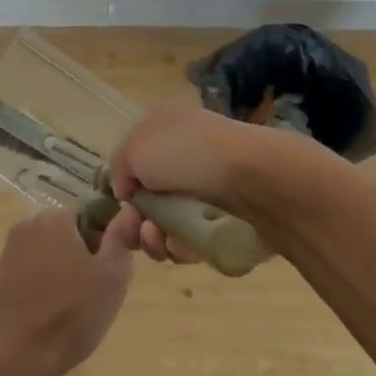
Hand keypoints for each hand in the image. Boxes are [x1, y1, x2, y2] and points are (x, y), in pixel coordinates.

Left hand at [0, 210, 131, 375]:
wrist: (16, 357)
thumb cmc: (71, 314)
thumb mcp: (111, 277)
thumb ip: (120, 238)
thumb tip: (127, 211)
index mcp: (55, 218)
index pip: (88, 215)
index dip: (104, 240)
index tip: (108, 270)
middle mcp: (28, 225)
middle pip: (65, 232)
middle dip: (81, 254)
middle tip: (93, 291)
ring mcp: (9, 251)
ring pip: (47, 252)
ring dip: (61, 270)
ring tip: (71, 307)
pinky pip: (28, 271)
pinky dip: (41, 285)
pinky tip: (47, 313)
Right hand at [107, 105, 317, 263]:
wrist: (256, 178)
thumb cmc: (188, 154)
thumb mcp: (136, 149)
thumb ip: (120, 169)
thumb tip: (127, 190)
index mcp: (165, 126)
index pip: (135, 158)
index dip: (123, 186)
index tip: (119, 208)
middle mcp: (186, 152)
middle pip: (150, 195)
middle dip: (137, 220)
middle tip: (137, 233)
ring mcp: (209, 185)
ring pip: (170, 222)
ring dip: (155, 239)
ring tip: (160, 242)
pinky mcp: (228, 217)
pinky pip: (196, 239)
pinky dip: (183, 247)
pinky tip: (182, 248)